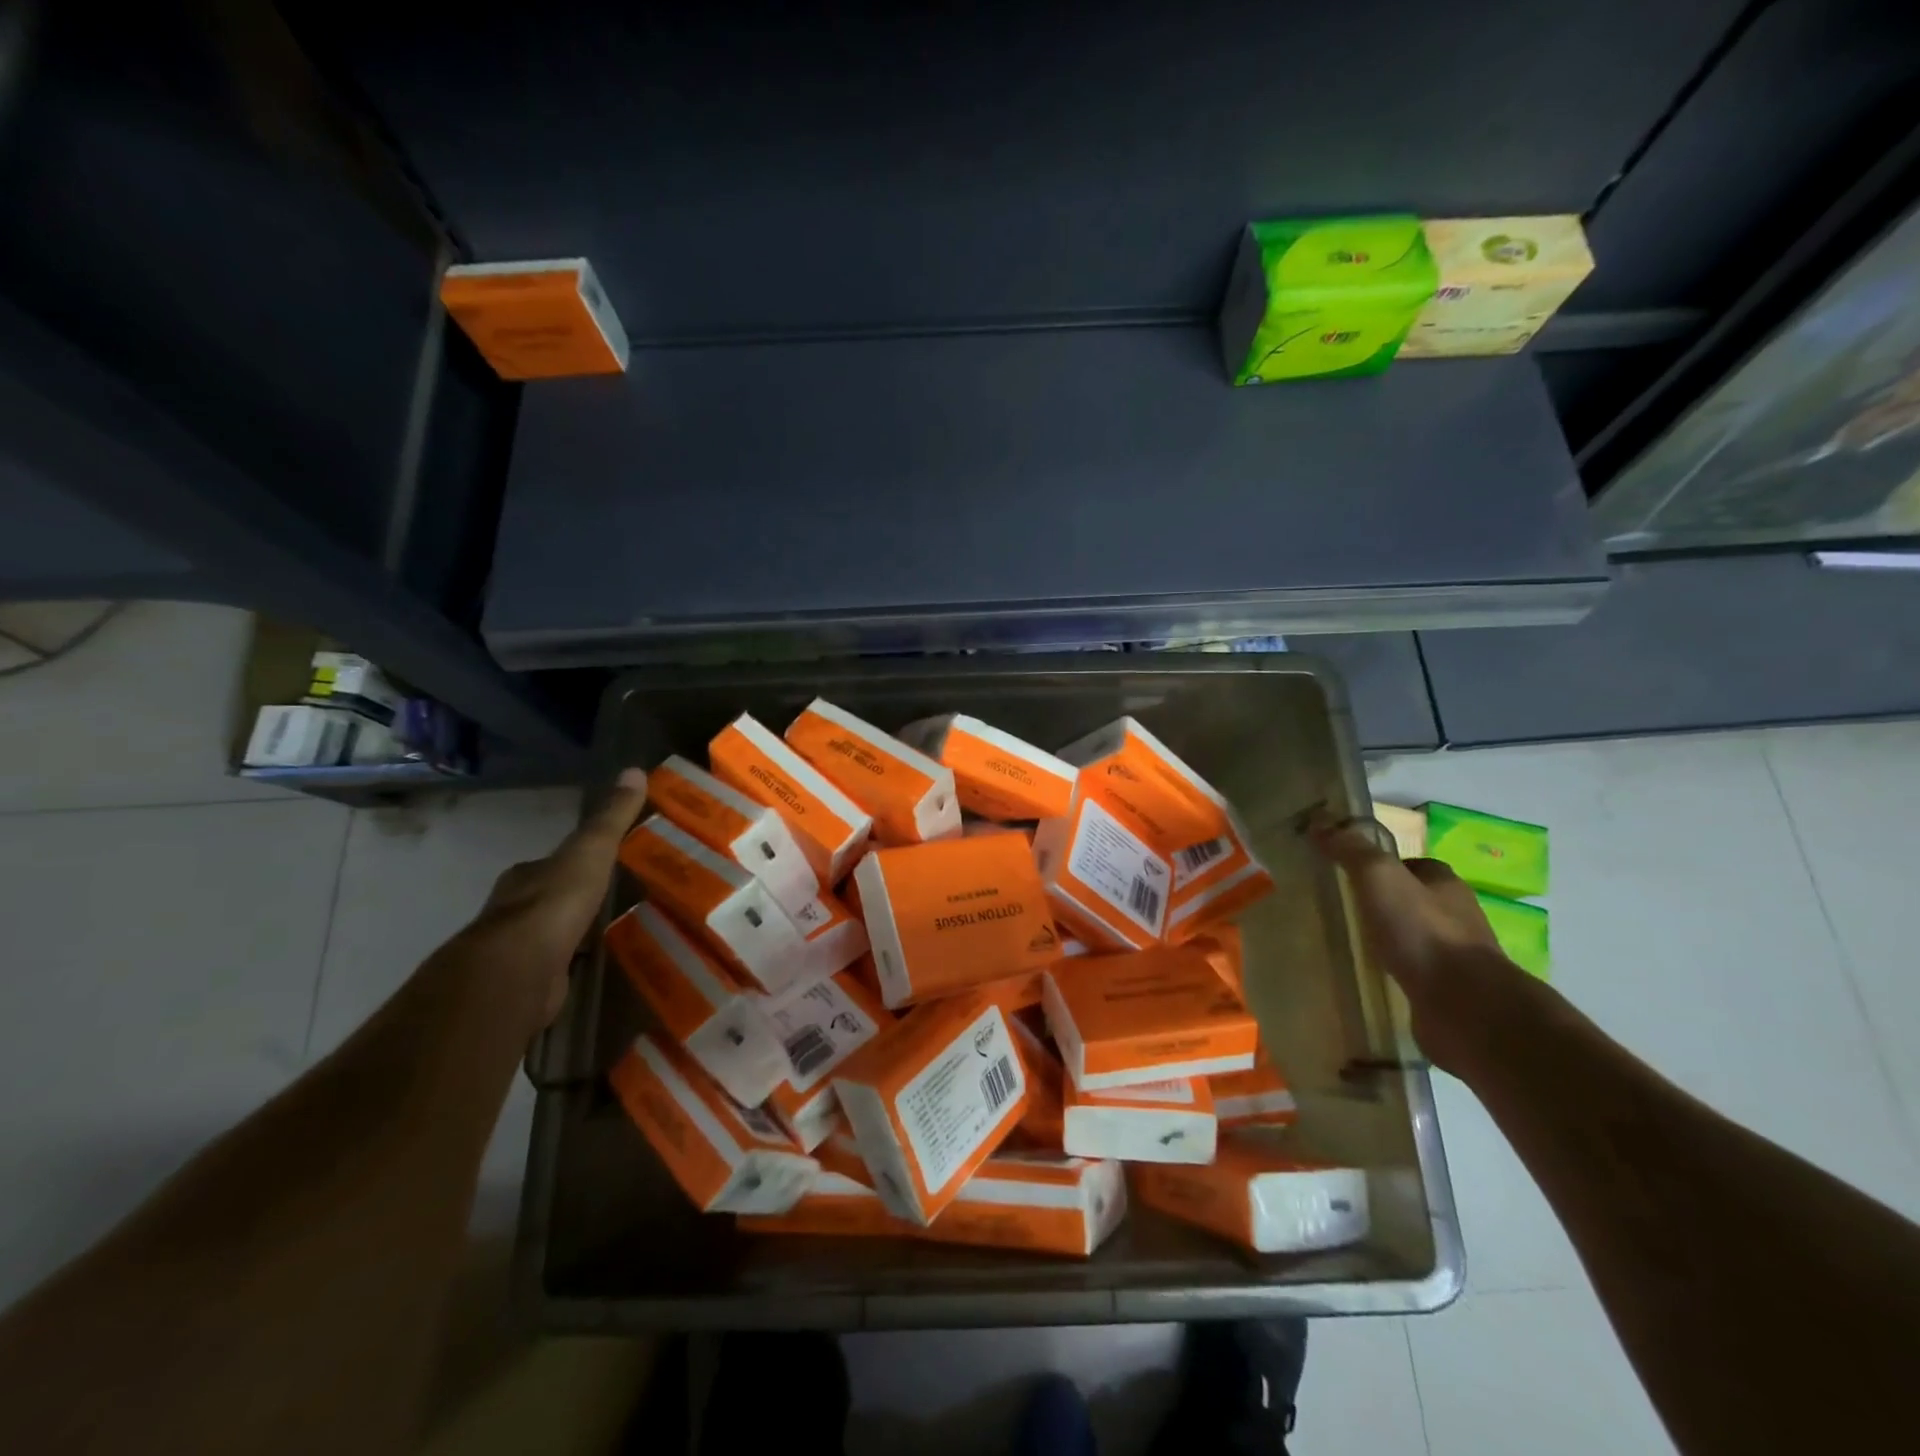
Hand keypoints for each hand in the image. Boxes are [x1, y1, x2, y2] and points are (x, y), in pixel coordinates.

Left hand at [455, 768, 649, 1028]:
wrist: (518, 969)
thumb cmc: (555, 902)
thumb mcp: (592, 850)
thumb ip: (612, 817)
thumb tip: (635, 770)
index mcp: (526, 877)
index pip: (549, 863)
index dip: (572, 862)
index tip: (599, 863)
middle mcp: (512, 910)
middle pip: (545, 899)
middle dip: (569, 900)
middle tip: (606, 901)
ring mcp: (515, 950)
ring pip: (546, 935)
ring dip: (568, 934)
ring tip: (604, 935)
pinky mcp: (524, 984)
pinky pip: (552, 968)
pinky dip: (568, 966)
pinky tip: (589, 968)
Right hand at [1310, 813, 1529, 1074]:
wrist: (1467, 1008)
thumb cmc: (1423, 932)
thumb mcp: (1379, 877)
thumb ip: (1351, 850)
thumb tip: (1320, 823)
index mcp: (1445, 884)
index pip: (1415, 865)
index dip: (1385, 865)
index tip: (1350, 873)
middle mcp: (1457, 917)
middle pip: (1417, 901)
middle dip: (1386, 903)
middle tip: (1345, 907)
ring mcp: (1456, 958)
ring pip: (1416, 939)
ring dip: (1391, 939)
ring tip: (1352, 943)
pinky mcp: (1449, 994)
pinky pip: (1415, 974)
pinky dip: (1396, 972)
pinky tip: (1372, 976)